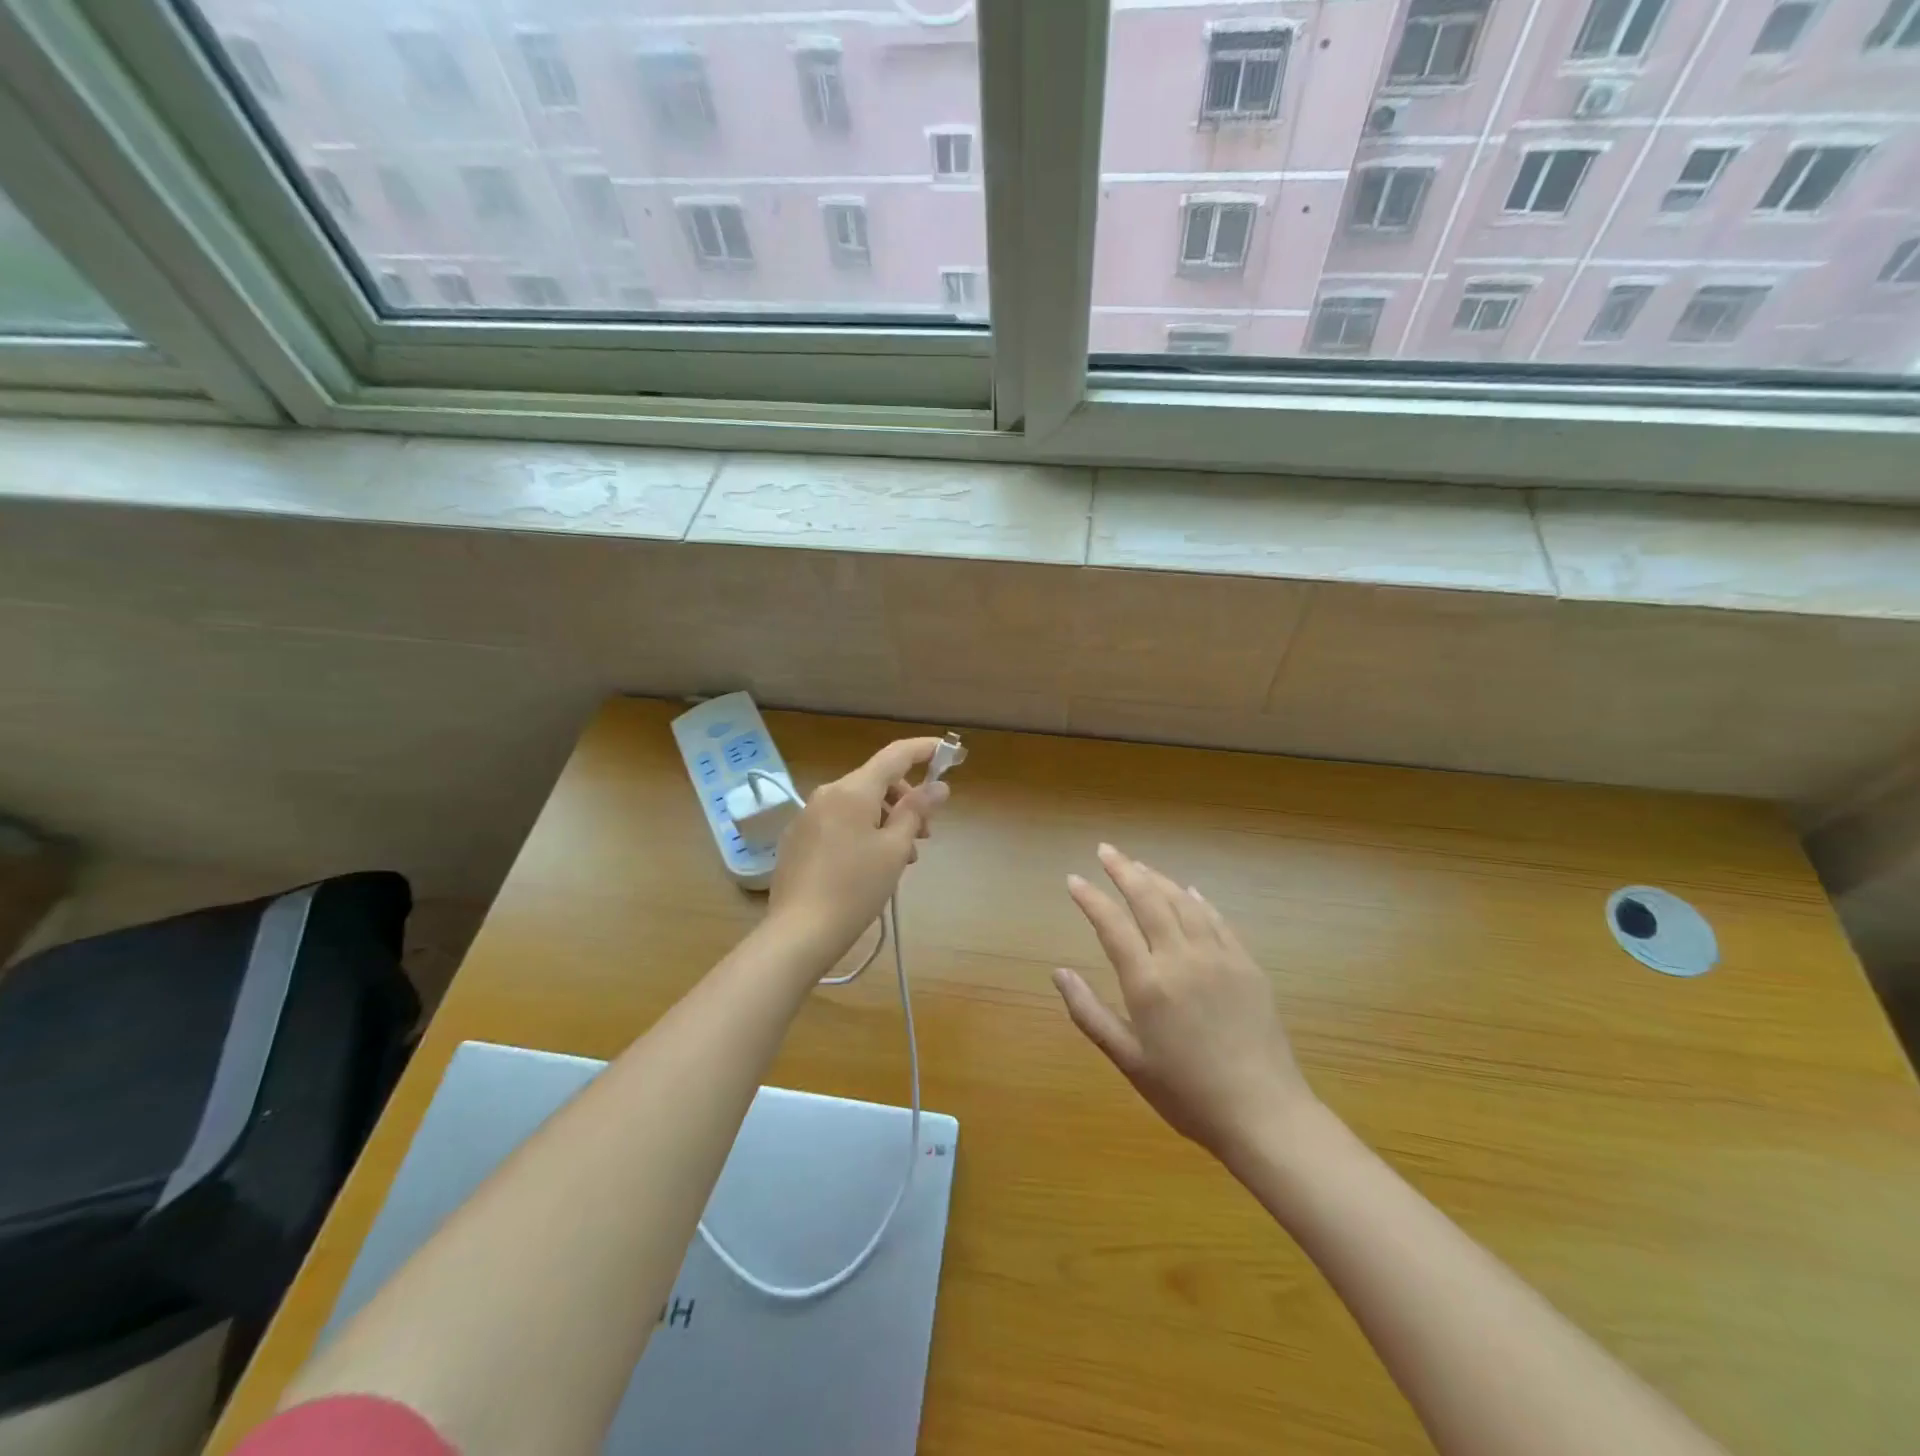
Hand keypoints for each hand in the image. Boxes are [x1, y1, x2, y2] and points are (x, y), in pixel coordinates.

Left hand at [767, 737, 949, 966]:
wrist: (799, 933)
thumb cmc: (855, 888)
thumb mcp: (894, 849)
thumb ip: (916, 811)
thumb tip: (938, 786)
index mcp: (852, 790)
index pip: (895, 755)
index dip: (924, 749)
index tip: (949, 753)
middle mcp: (826, 794)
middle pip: (876, 782)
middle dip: (905, 801)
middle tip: (925, 835)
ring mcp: (808, 817)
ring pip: (858, 805)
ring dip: (885, 822)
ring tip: (899, 860)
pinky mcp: (798, 840)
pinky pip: (839, 822)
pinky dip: (862, 832)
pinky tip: (869, 867)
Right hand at [1054, 843, 1314, 1162]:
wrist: (1264, 1114)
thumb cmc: (1187, 1093)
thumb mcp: (1128, 1060)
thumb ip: (1089, 1013)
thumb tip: (1059, 973)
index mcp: (1148, 983)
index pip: (1112, 924)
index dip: (1091, 898)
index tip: (1074, 879)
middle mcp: (1182, 958)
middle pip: (1149, 899)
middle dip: (1124, 870)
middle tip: (1105, 850)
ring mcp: (1219, 957)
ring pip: (1183, 901)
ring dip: (1158, 878)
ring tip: (1139, 866)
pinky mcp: (1247, 965)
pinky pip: (1217, 919)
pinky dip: (1197, 899)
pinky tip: (1188, 891)